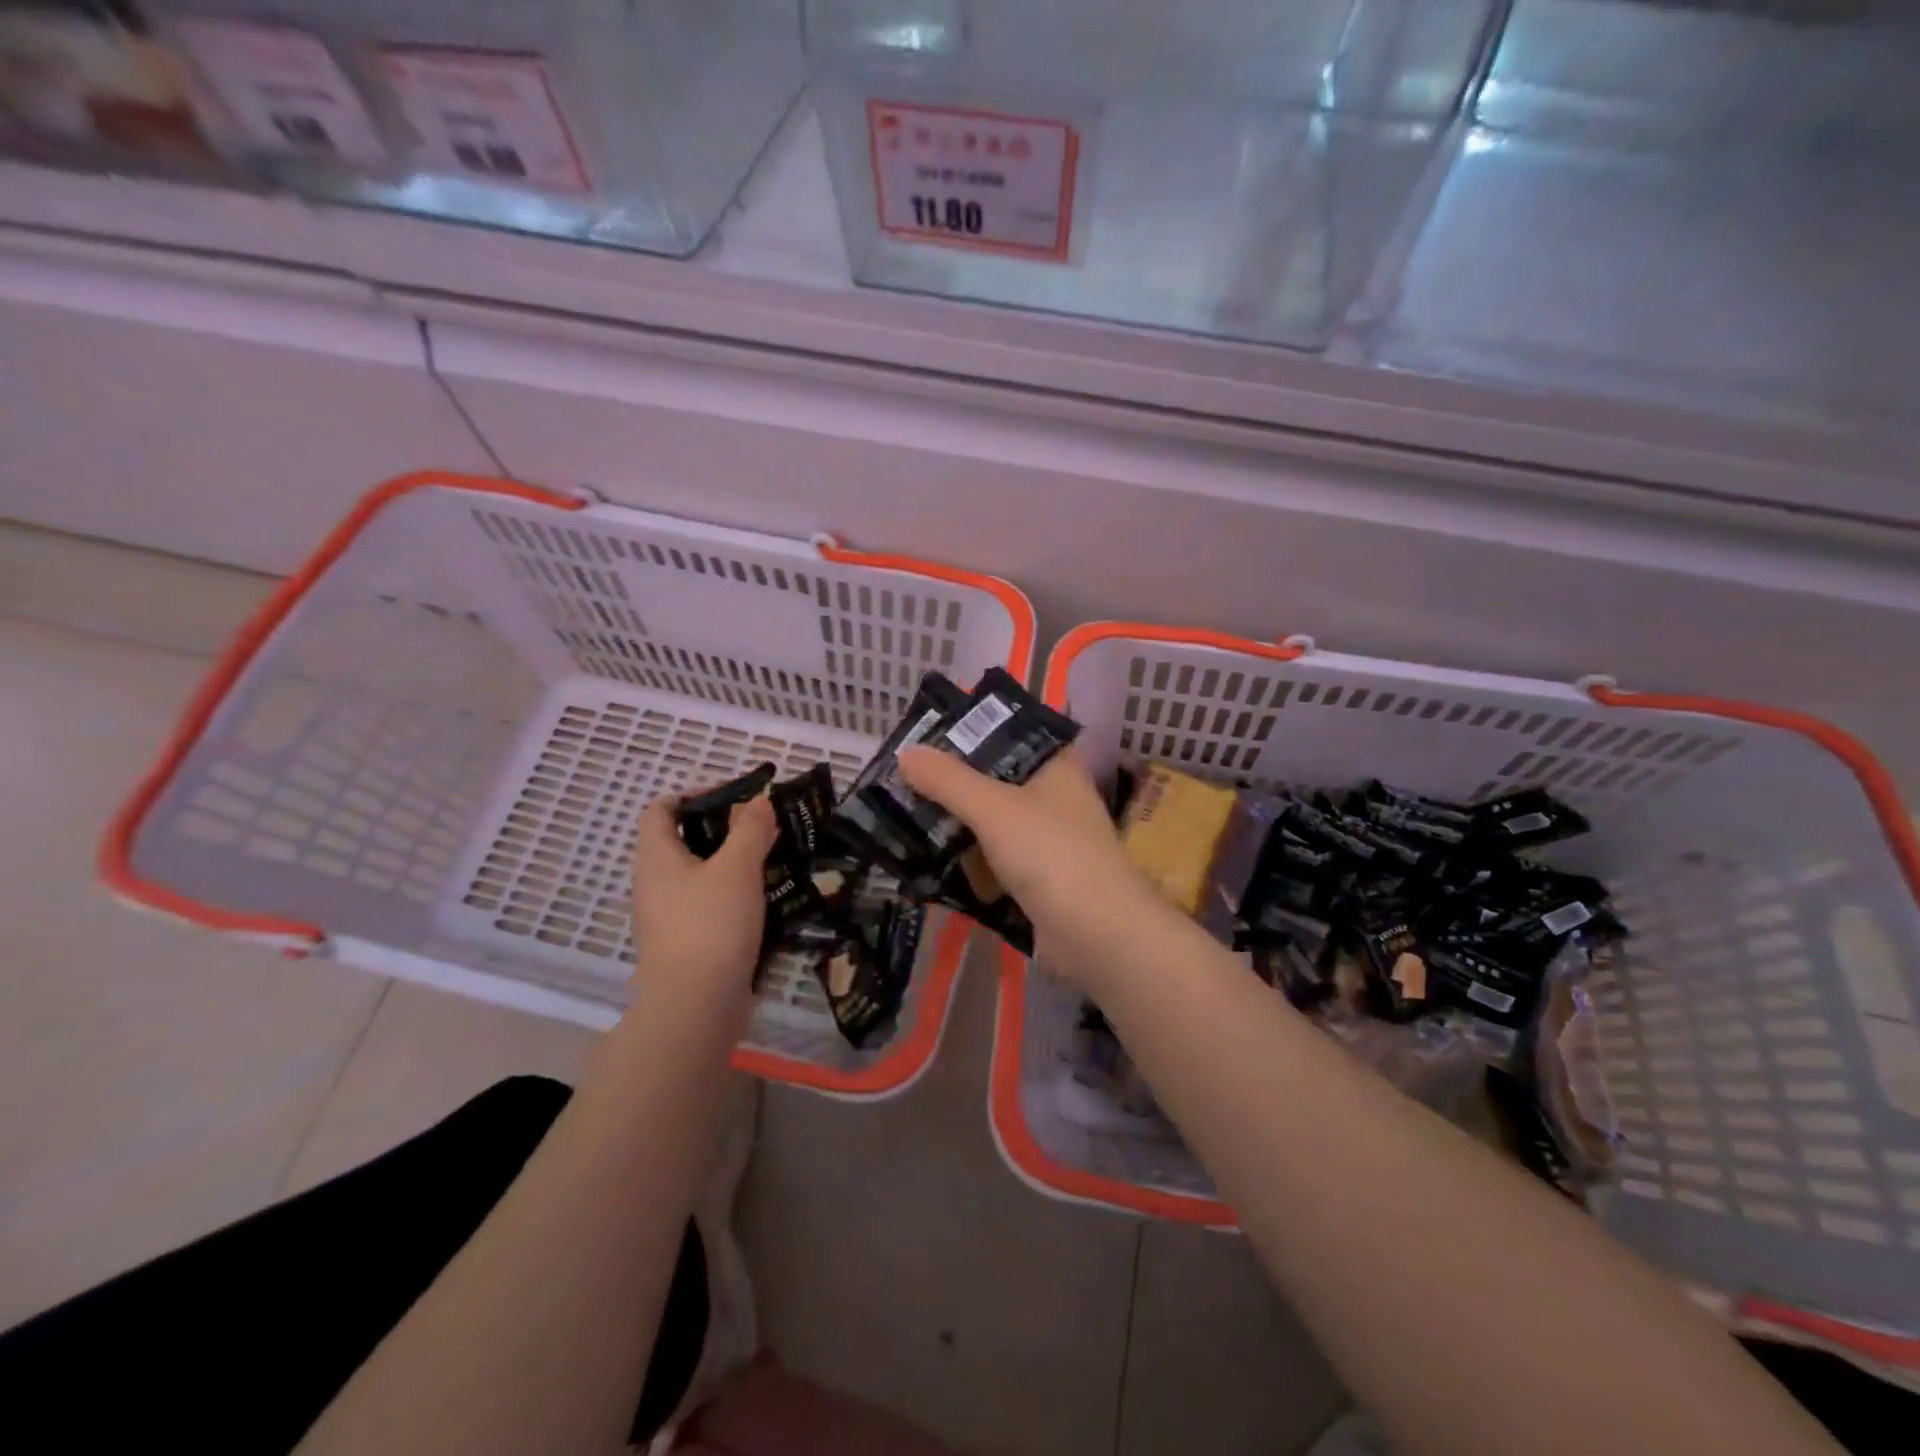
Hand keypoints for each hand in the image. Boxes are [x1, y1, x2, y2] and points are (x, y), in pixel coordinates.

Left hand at [631, 794, 777, 999]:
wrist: (696, 1007)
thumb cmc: (711, 925)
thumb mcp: (737, 867)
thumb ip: (750, 829)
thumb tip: (757, 801)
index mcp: (657, 857)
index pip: (661, 809)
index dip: (694, 795)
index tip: (736, 798)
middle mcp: (656, 882)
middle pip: (685, 840)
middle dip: (725, 828)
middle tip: (764, 827)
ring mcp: (670, 915)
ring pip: (702, 873)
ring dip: (735, 861)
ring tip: (773, 858)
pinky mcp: (689, 941)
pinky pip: (710, 902)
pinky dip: (735, 892)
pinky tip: (766, 896)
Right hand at [897, 745, 1166, 980]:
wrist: (1098, 935)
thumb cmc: (1052, 854)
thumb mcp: (994, 808)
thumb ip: (948, 780)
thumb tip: (906, 752)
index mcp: (1056, 766)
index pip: (1012, 733)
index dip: (973, 730)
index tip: (929, 733)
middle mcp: (1055, 797)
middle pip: (996, 779)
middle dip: (954, 781)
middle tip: (904, 776)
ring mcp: (1047, 841)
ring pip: (993, 822)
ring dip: (957, 823)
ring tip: (905, 813)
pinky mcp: (1037, 879)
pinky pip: (993, 860)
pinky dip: (967, 860)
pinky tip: (929, 858)